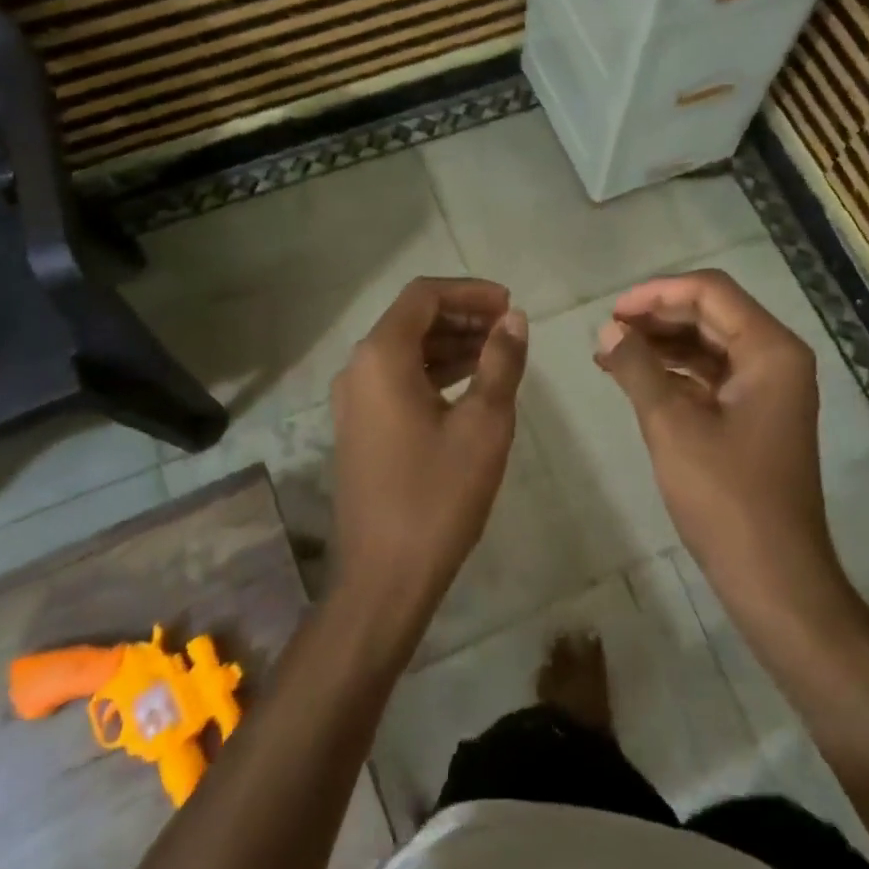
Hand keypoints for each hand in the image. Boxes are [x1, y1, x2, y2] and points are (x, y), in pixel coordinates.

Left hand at [330, 277, 528, 627]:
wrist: (384, 577)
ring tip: (498, 353)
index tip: (510, 305)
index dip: (470, 291)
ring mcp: (353, 400)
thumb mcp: (484, 424)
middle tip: (509, 328)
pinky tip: (470, 385)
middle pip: (412, 319)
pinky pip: (397, 379)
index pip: (424, 295)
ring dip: (451, 343)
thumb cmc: (438, 495)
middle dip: (463, 315)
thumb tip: (514, 320)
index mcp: (381, 357)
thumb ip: (501, 362)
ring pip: (405, 350)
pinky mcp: (359, 427)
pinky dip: (434, 371)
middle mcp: (358, 368)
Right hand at [595, 269, 852, 632]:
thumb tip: (606, 330)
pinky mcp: (755, 415)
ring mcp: (768, 389)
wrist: (774, 576)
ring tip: (611, 352)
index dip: (657, 293)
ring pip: (709, 344)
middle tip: (607, 331)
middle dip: (657, 316)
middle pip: (711, 313)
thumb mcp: (672, 425)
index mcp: (770, 350)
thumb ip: (637, 368)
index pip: (711, 291)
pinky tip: (636, 379)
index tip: (612, 311)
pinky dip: (675, 372)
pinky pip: (712, 376)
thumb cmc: (726, 497)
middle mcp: (776, 359)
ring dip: (662, 343)